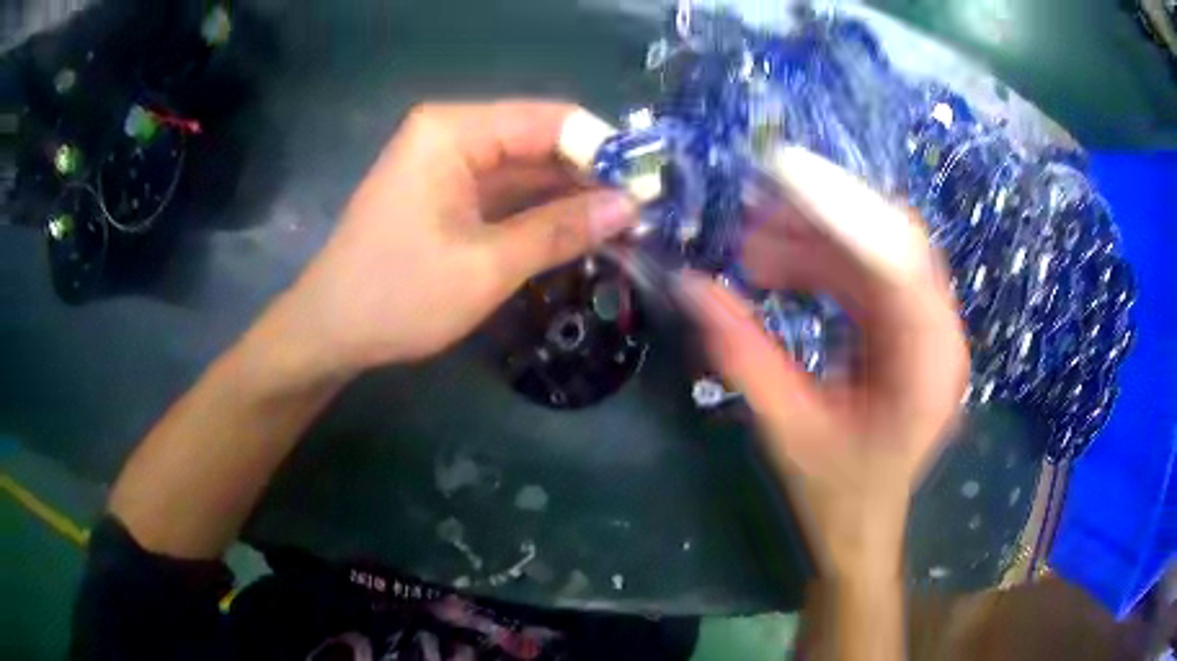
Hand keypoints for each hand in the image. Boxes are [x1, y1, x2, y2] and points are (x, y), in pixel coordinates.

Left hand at [277, 101, 636, 378]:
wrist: (330, 331)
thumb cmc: (398, 296)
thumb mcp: (486, 266)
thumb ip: (560, 230)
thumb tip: (631, 207)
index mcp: (454, 131)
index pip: (550, 120)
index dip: (605, 149)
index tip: (651, 186)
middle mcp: (452, 133)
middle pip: (540, 140)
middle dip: (592, 176)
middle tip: (647, 212)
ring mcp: (448, 162)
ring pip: (527, 169)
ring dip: (572, 196)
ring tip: (628, 224)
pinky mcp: (447, 192)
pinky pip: (507, 192)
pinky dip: (542, 211)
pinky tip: (582, 230)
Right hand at [679, 169, 968, 576]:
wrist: (862, 530)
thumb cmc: (837, 496)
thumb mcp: (789, 431)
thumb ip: (745, 358)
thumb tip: (693, 287)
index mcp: (929, 363)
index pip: (899, 257)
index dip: (842, 208)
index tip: (779, 175)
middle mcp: (938, 333)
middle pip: (889, 243)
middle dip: (819, 221)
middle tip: (750, 216)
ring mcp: (924, 329)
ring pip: (873, 254)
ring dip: (813, 241)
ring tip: (750, 246)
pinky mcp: (904, 331)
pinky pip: (864, 276)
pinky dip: (820, 265)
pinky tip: (776, 268)